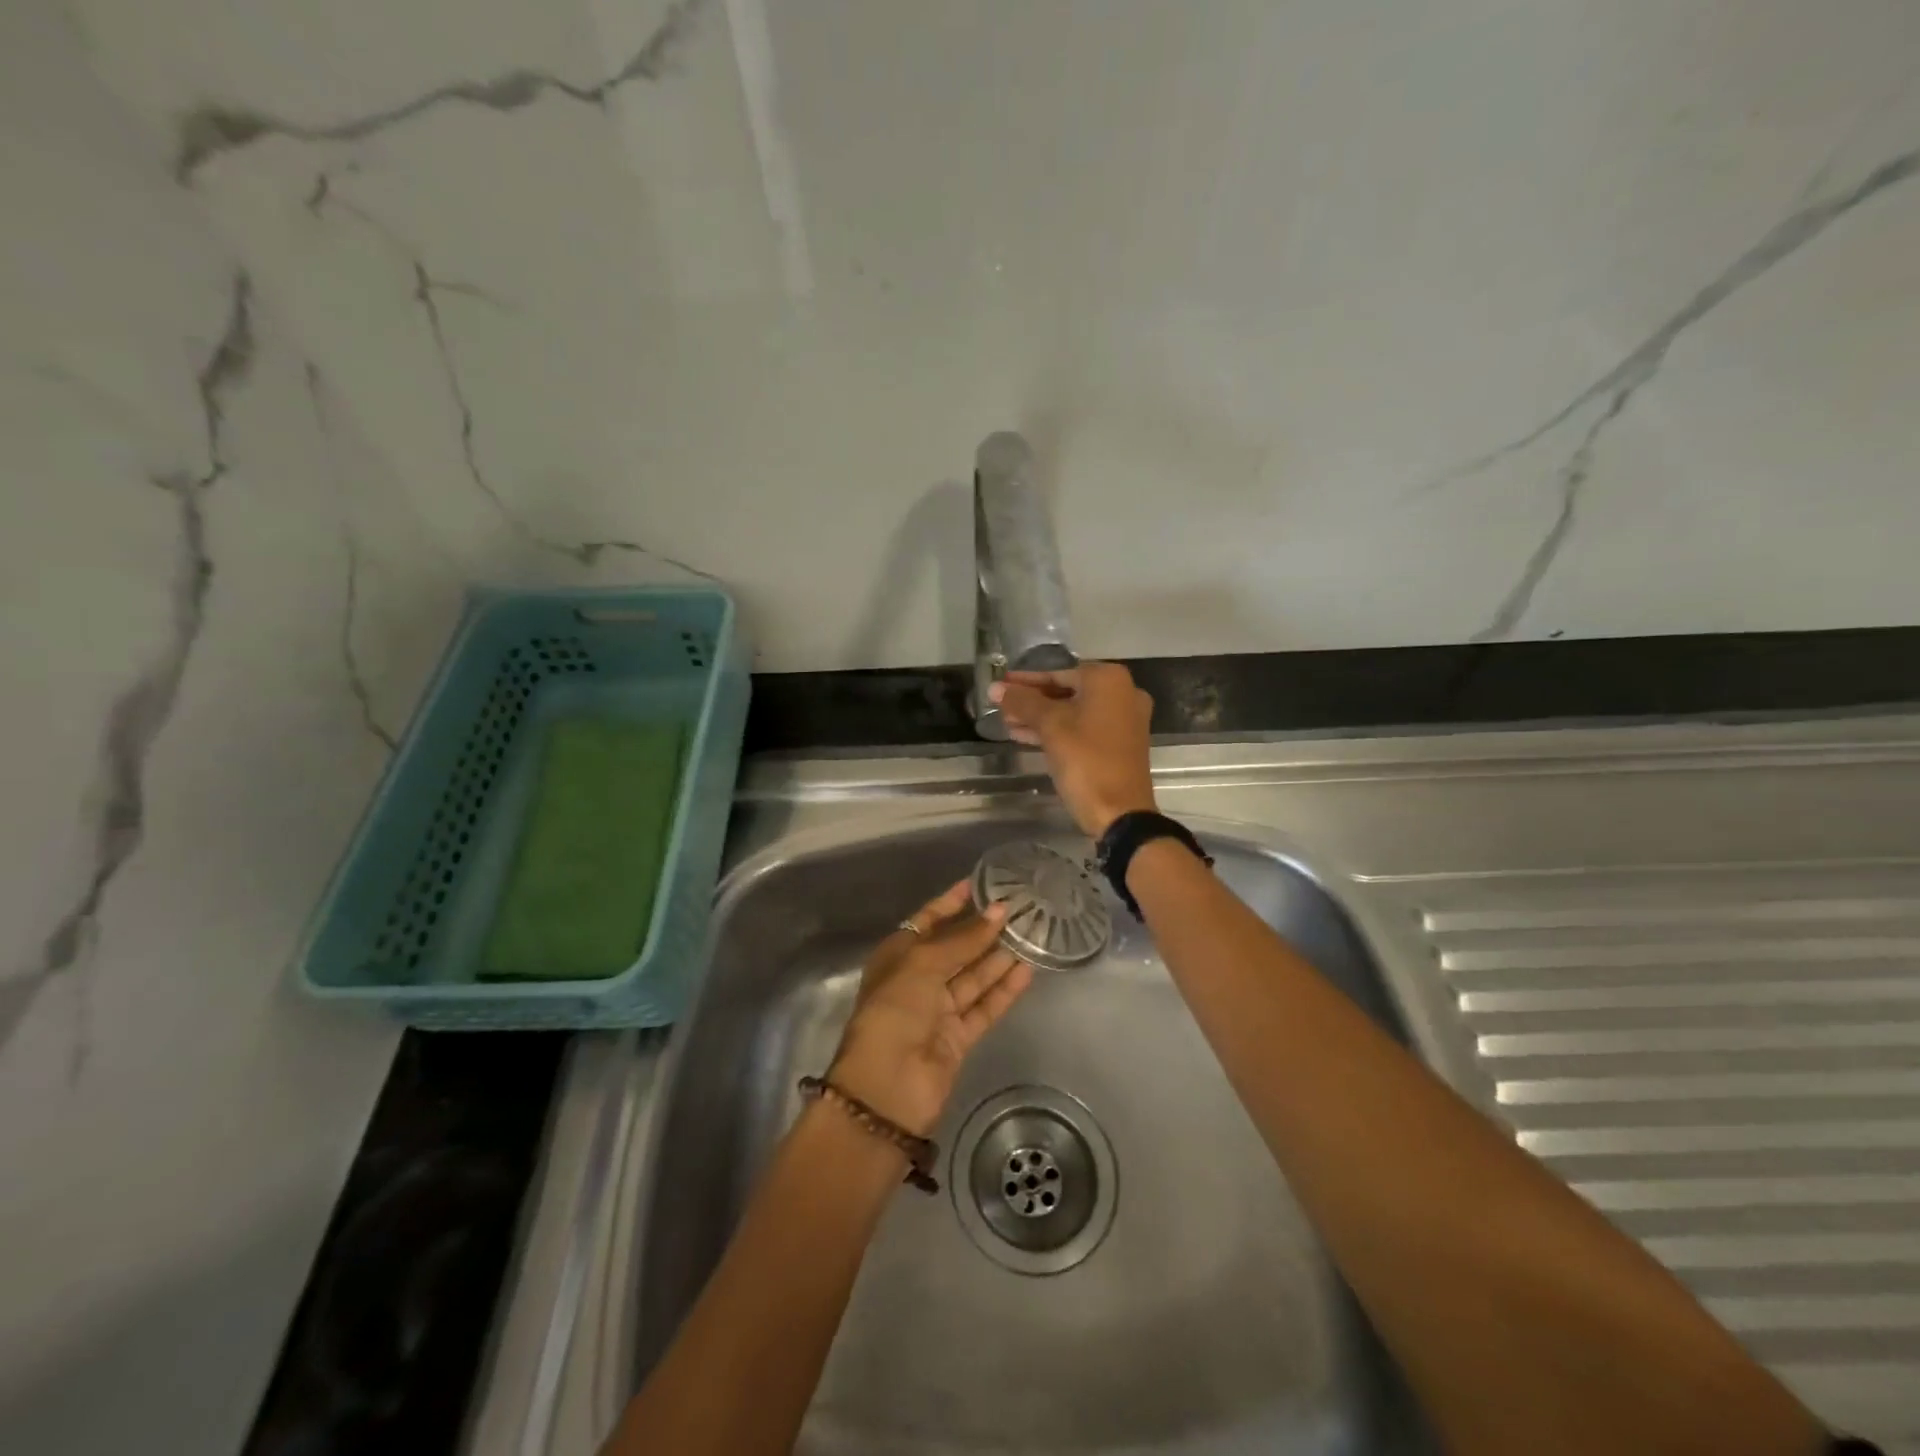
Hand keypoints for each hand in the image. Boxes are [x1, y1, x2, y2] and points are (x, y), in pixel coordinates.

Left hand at [828, 881, 1034, 1137]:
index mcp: (897, 956)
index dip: (951, 902)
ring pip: (973, 976)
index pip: (927, 920)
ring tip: (1031, 932)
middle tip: (1018, 908)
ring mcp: (938, 1010)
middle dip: (982, 929)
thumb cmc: (894, 1010)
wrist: (887, 1086)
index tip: (980, 883)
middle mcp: (917, 979)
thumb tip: (998, 912)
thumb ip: (963, 939)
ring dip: (998, 956)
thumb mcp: (923, 963)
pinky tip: (1027, 969)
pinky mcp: (958, 1037)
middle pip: (954, 948)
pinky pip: (984, 1006)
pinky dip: (1004, 989)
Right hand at [989, 662, 1157, 837]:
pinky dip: (1058, 731)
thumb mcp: (1050, 727)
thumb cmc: (1085, 760)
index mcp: (1109, 680)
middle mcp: (1123, 693)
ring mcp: (1124, 720)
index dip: (1025, 682)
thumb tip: (994, 688)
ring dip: (1041, 718)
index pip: (1057, 674)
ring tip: (1008, 724)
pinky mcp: (1120, 744)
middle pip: (1066, 692)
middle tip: (1001, 707)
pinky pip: (1083, 729)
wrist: (1120, 812)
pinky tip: (1026, 737)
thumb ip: (1022, 703)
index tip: (1001, 684)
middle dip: (1032, 701)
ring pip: (1073, 712)